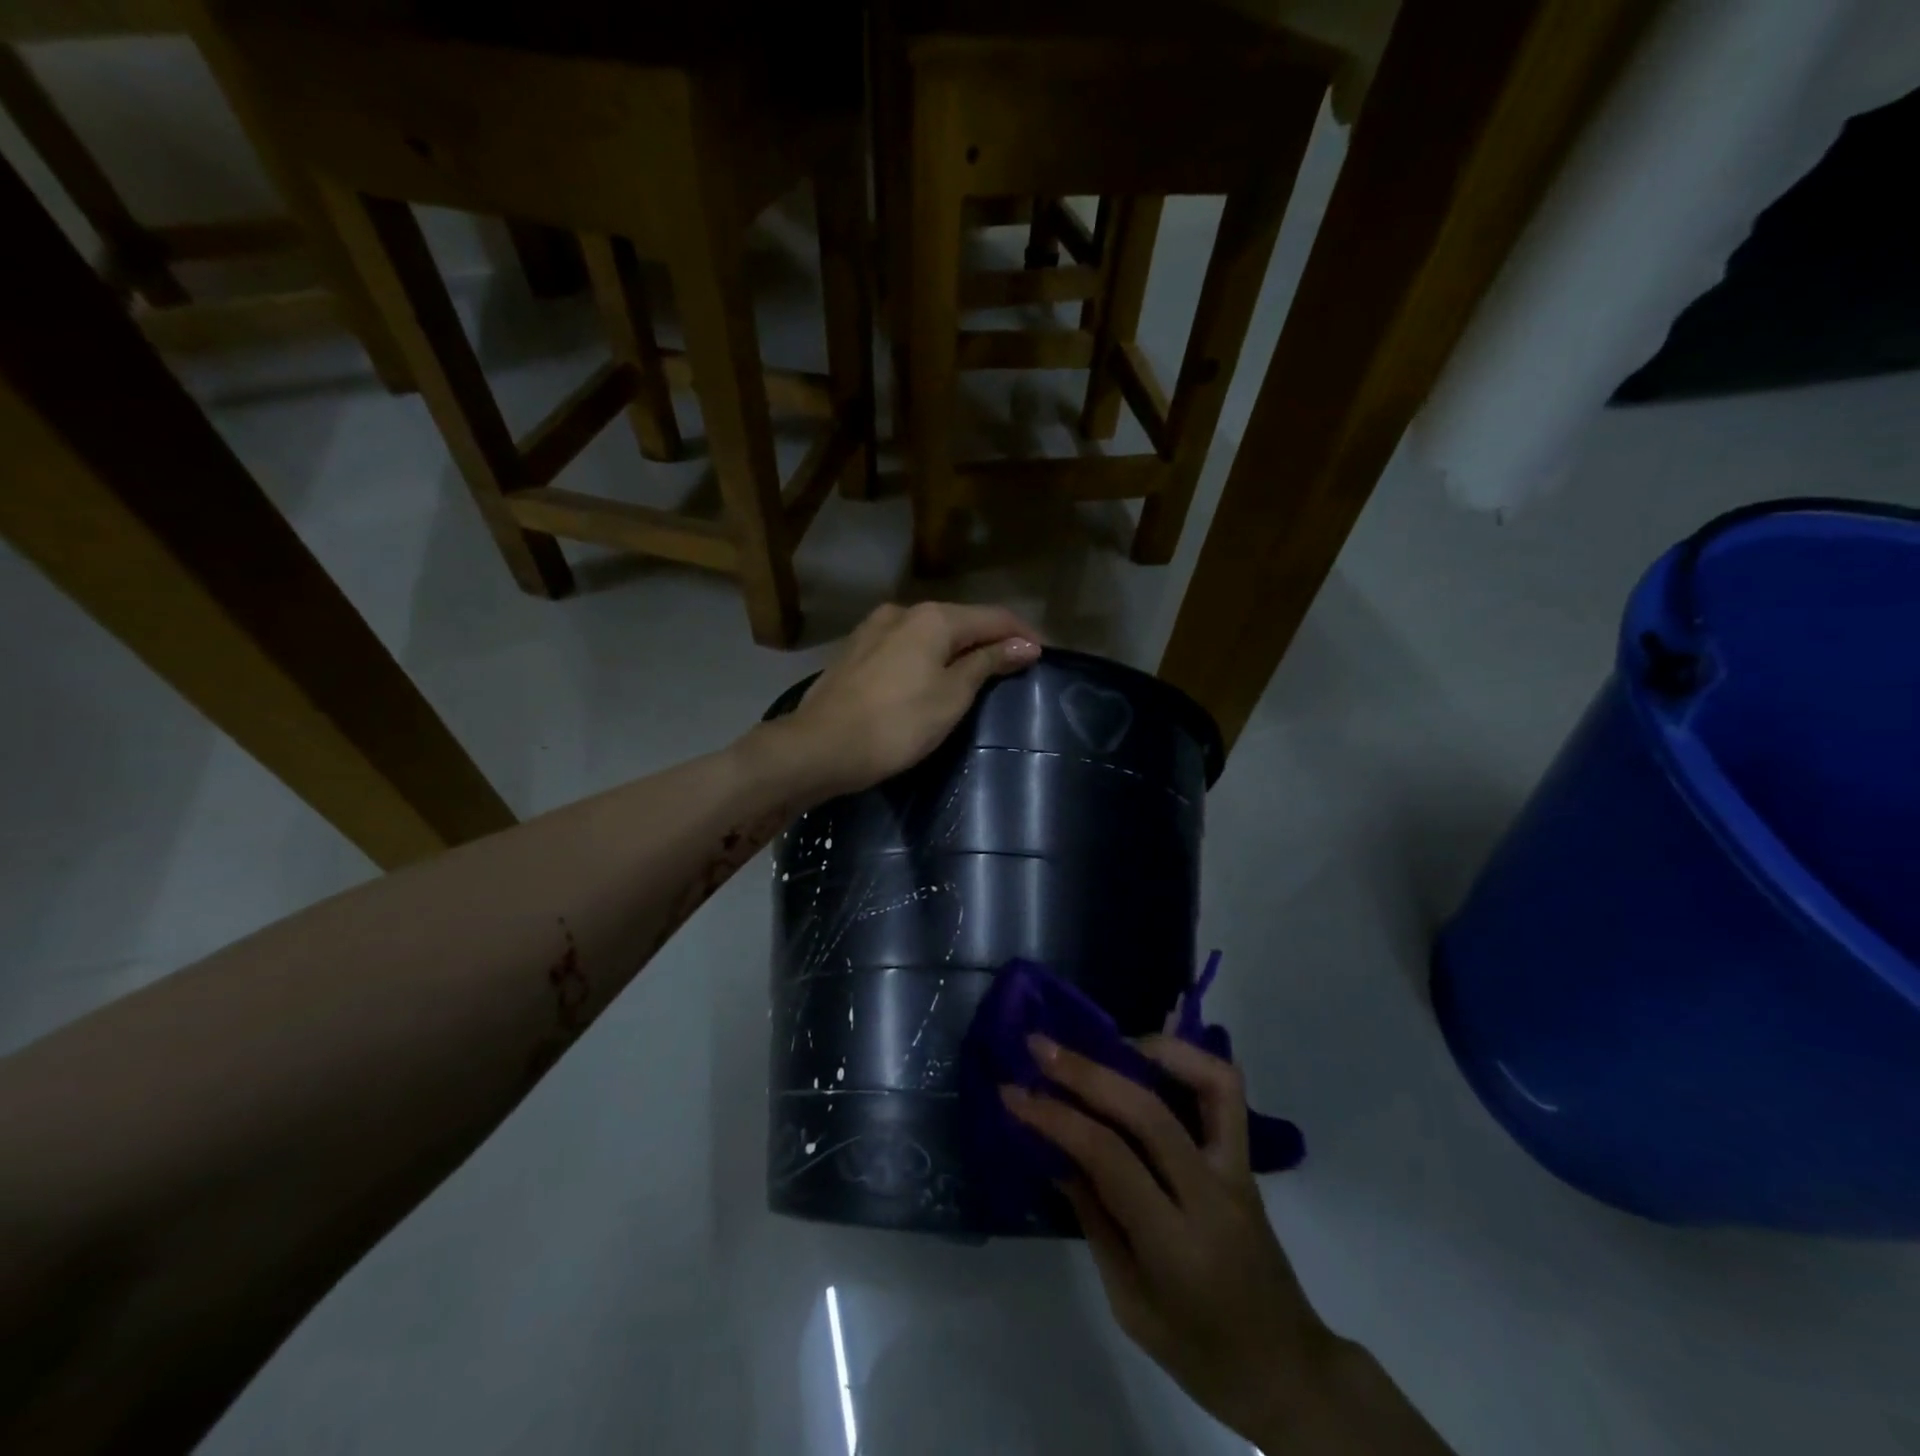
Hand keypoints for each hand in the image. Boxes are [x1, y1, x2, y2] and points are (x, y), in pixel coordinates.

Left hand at [771, 602, 1040, 802]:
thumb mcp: (952, 696)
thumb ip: (987, 663)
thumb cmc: (896, 724)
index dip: (1022, 634)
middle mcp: (902, 612)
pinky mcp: (855, 651)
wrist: (819, 747)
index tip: (1044, 656)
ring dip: (957, 649)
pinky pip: (905, 646)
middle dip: (990, 640)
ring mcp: (873, 629)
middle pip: (960, 620)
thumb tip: (1025, 645)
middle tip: (1014, 667)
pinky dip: (928, 657)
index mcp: (933, 618)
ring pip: (929, 633)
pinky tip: (931, 676)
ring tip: (976, 673)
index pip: (993, 617)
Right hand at [1002, 1033, 1333, 1445]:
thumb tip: (1055, 1150)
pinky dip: (1190, 1060)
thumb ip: (1094, 1218)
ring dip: (1155, 1050)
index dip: (1056, 1118)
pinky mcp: (1247, 1159)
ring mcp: (1237, 1170)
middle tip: (1040, 1048)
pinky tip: (1152, 1057)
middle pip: (1148, 1110)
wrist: (1285, 1370)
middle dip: (1086, 1072)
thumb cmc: (1198, 1352)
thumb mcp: (1129, 1303)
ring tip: (1109, 1041)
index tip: (1013, 1093)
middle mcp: (1211, 1194)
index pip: (1109, 1157)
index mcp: (1176, 1245)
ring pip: (1208, 1083)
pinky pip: (1226, 1092)